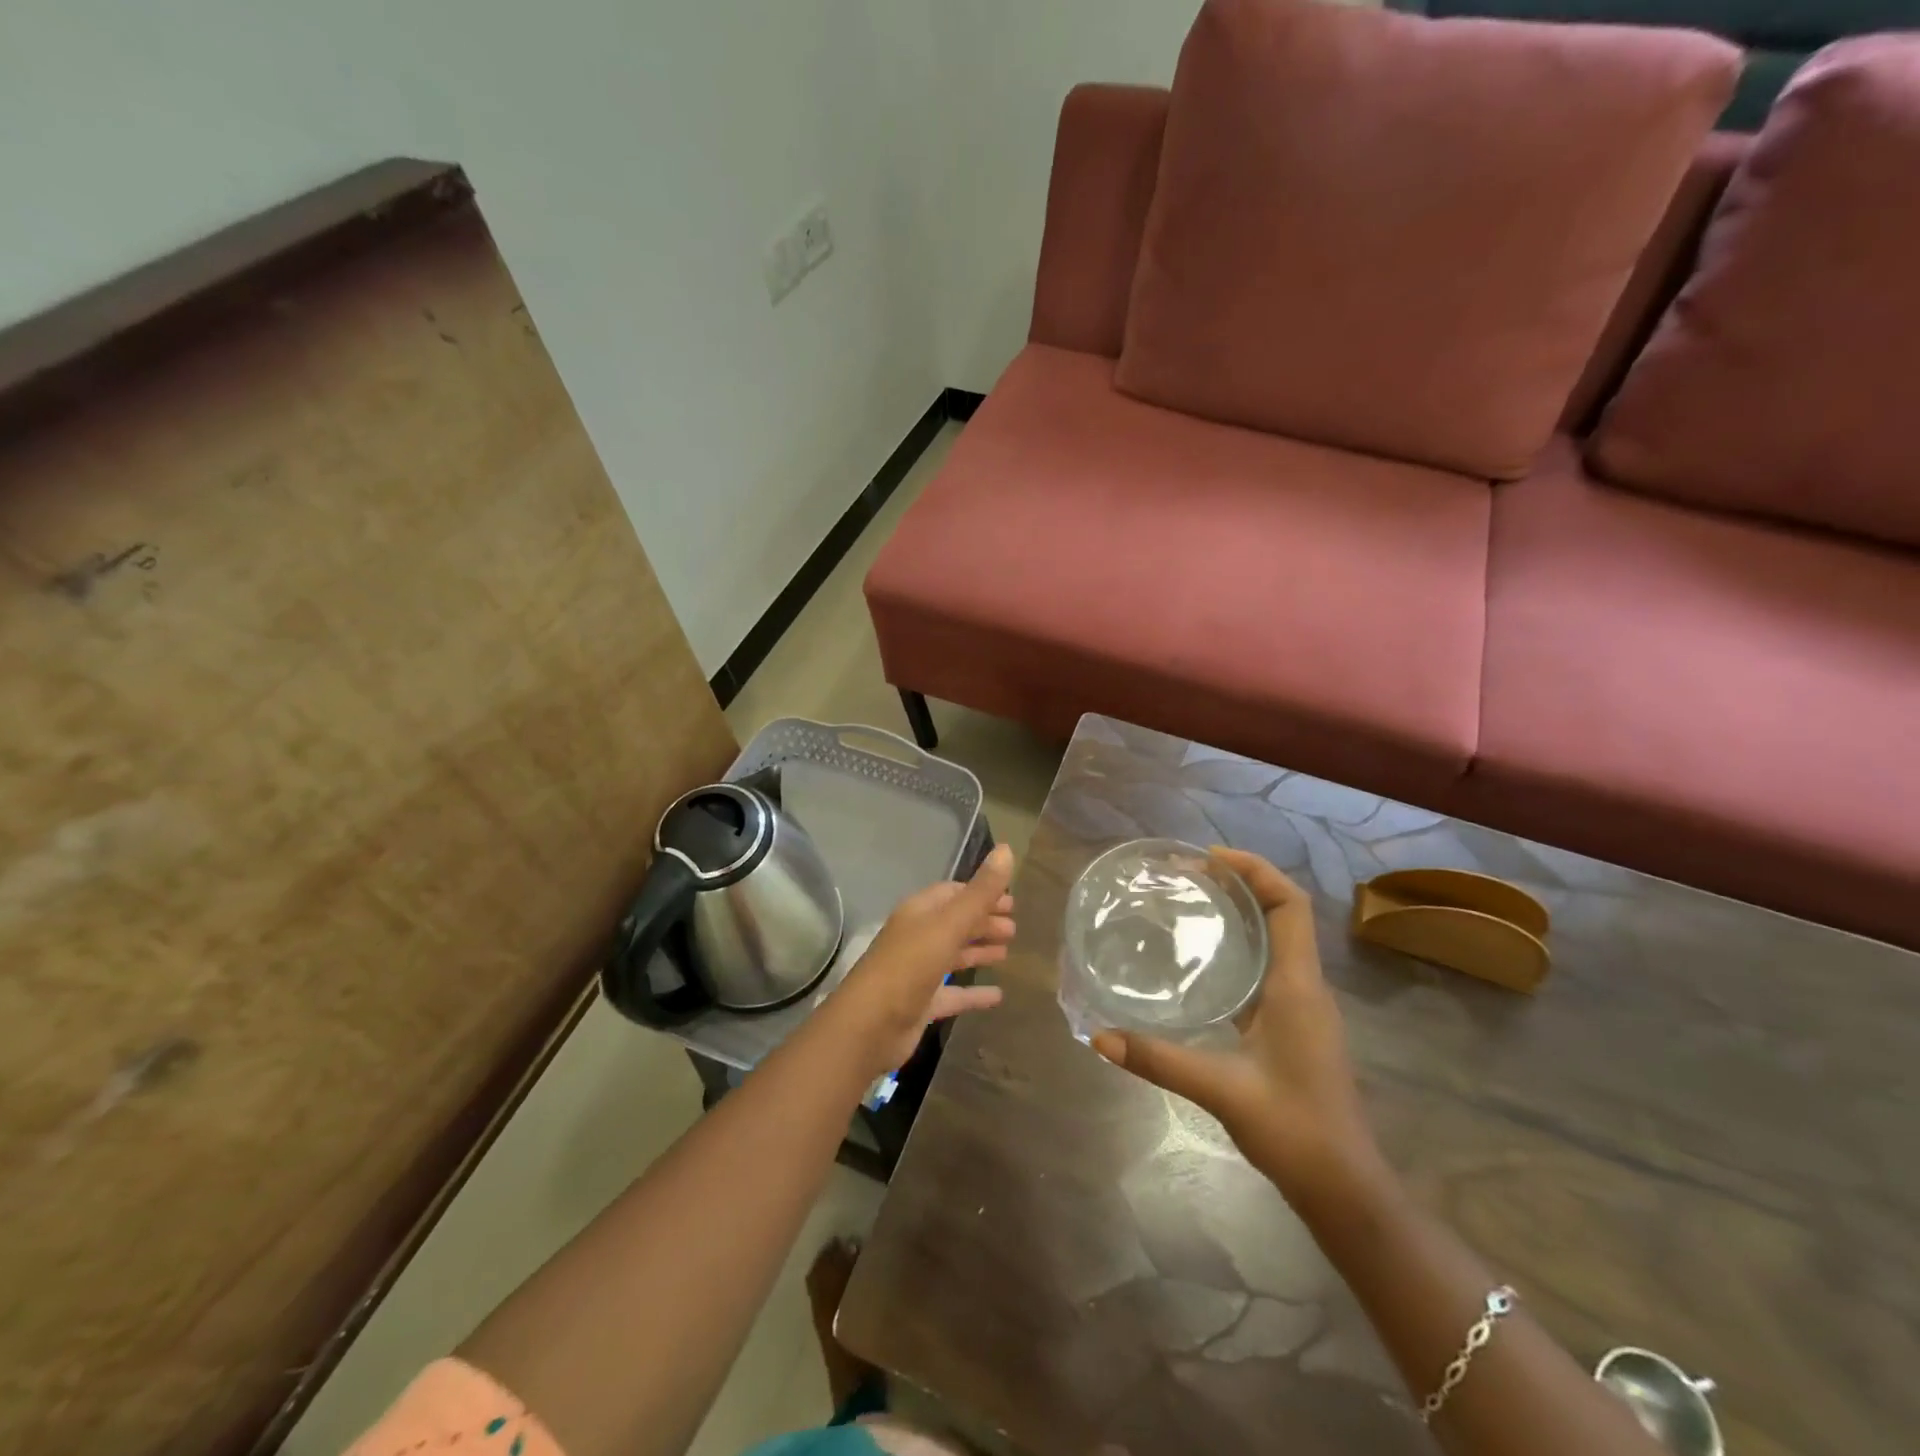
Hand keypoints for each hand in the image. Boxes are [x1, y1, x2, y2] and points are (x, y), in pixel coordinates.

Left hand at [835, 844, 1016, 1077]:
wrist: (869, 1026)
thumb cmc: (909, 966)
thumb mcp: (948, 925)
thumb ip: (980, 892)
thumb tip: (1006, 850)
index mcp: (919, 912)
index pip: (953, 893)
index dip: (981, 893)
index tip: (1011, 900)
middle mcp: (917, 937)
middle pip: (955, 923)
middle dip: (983, 922)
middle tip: (1015, 927)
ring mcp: (917, 971)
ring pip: (953, 955)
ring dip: (979, 951)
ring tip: (1008, 952)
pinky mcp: (921, 1003)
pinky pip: (953, 993)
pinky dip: (974, 993)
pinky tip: (998, 996)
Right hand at [1092, 848, 1381, 1205]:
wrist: (1344, 1187)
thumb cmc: (1294, 1130)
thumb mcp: (1221, 1090)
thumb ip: (1158, 1059)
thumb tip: (1099, 1037)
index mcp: (1297, 986)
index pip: (1290, 905)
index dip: (1256, 870)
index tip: (1209, 858)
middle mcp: (1305, 986)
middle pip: (1283, 912)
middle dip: (1242, 883)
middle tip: (1189, 873)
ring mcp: (1303, 1006)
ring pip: (1277, 939)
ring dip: (1243, 912)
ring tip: (1192, 901)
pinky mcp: (1294, 1025)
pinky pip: (1269, 966)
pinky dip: (1241, 946)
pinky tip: (1203, 959)